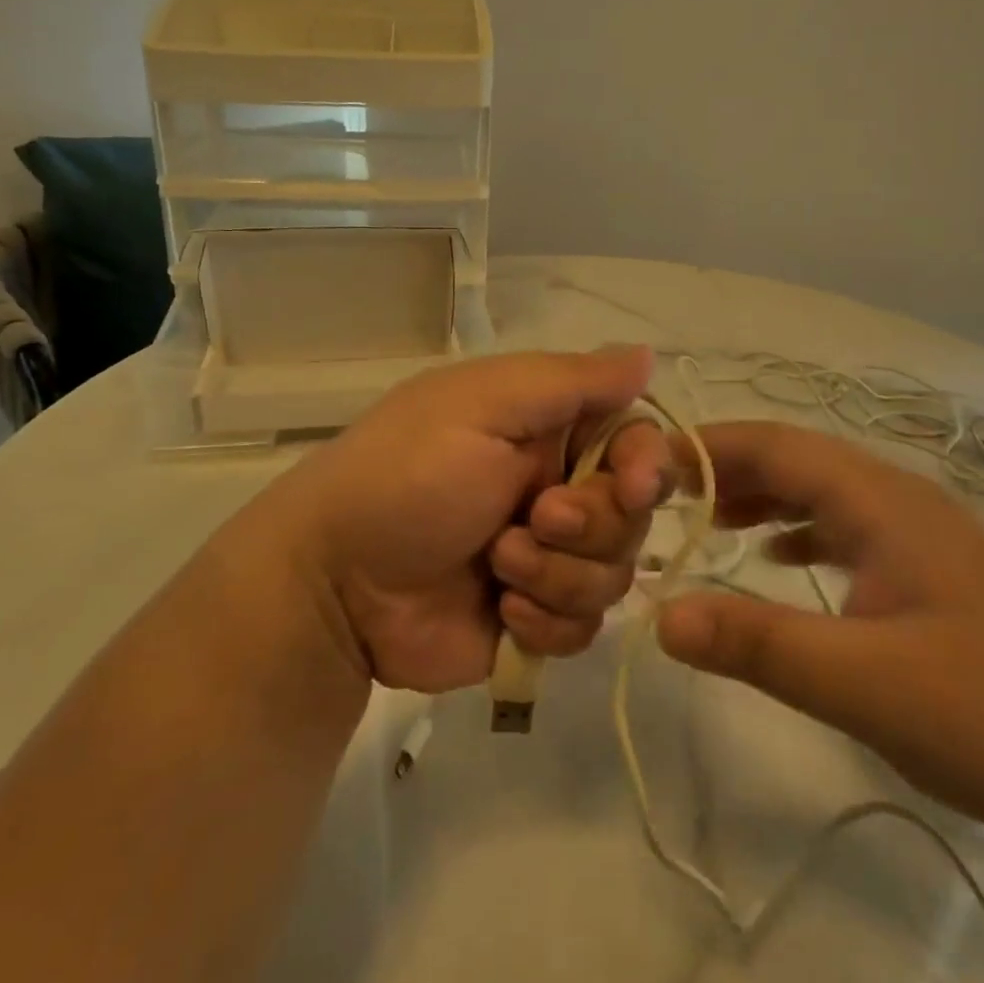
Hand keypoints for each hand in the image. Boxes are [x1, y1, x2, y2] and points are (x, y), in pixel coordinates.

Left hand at [261, 347, 674, 692]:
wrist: (336, 582)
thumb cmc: (408, 475)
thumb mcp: (483, 406)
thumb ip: (571, 381)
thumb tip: (647, 354)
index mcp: (545, 429)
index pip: (635, 438)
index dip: (648, 464)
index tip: (633, 486)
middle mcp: (555, 486)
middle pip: (632, 514)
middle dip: (590, 524)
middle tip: (535, 519)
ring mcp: (547, 557)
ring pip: (614, 574)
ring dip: (558, 574)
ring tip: (497, 564)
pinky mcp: (534, 618)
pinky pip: (584, 628)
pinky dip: (545, 621)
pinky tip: (499, 610)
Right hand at [655, 422, 983, 856]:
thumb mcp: (864, 684)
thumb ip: (756, 643)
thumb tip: (659, 614)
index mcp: (878, 498)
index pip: (771, 443)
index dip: (703, 447)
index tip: (642, 467)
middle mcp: (896, 496)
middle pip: (791, 458)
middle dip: (722, 469)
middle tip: (659, 498)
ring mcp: (919, 530)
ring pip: (818, 489)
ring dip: (757, 496)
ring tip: (702, 522)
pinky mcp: (931, 567)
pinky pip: (844, 524)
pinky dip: (796, 528)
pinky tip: (775, 558)